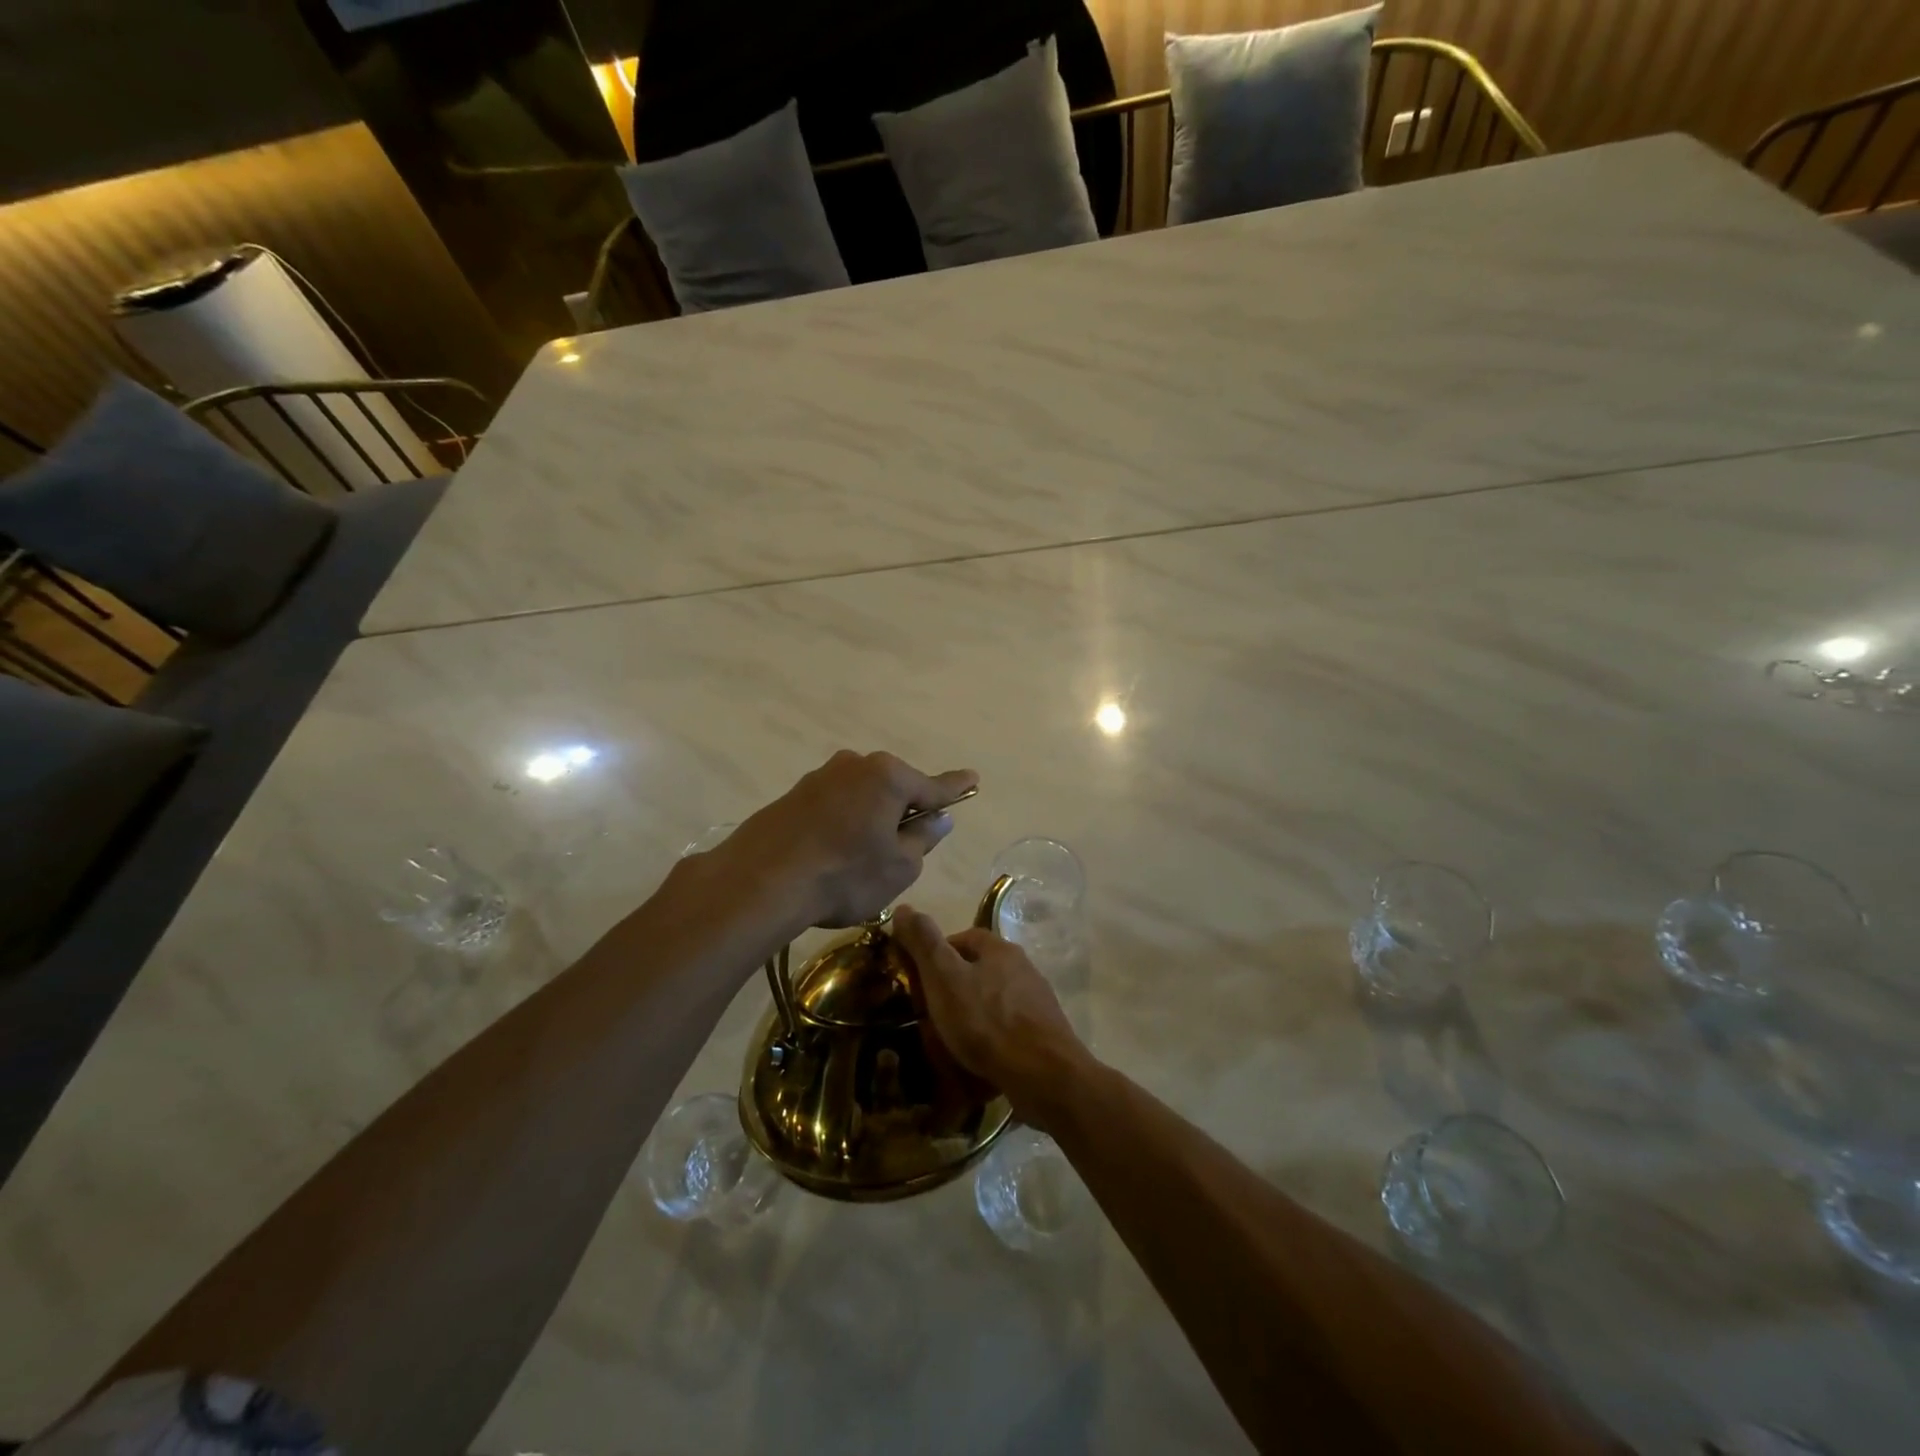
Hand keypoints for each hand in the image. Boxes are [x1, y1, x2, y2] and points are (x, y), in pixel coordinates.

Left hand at [712, 751, 976, 930]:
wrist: (760, 882)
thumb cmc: (845, 875)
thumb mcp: (899, 866)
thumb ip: (922, 839)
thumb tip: (937, 818)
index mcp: (889, 777)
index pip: (933, 786)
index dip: (955, 789)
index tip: (973, 778)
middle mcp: (855, 765)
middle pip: (893, 788)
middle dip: (904, 811)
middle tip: (906, 847)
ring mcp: (820, 777)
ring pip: (861, 797)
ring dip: (869, 819)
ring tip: (861, 860)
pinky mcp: (793, 795)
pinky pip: (833, 806)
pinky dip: (841, 825)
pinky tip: (831, 855)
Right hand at [892, 907, 1091, 1128]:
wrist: (1043, 1074)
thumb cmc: (987, 1021)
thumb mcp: (944, 977)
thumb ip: (923, 942)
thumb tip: (903, 908)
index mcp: (999, 948)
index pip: (963, 937)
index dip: (937, 953)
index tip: (917, 978)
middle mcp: (1023, 967)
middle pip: (980, 968)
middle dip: (953, 986)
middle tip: (928, 1012)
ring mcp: (1037, 1001)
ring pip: (993, 999)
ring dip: (971, 1013)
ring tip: (948, 1039)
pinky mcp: (1044, 1034)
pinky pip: (1007, 1028)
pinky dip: (988, 1037)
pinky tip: (976, 1058)